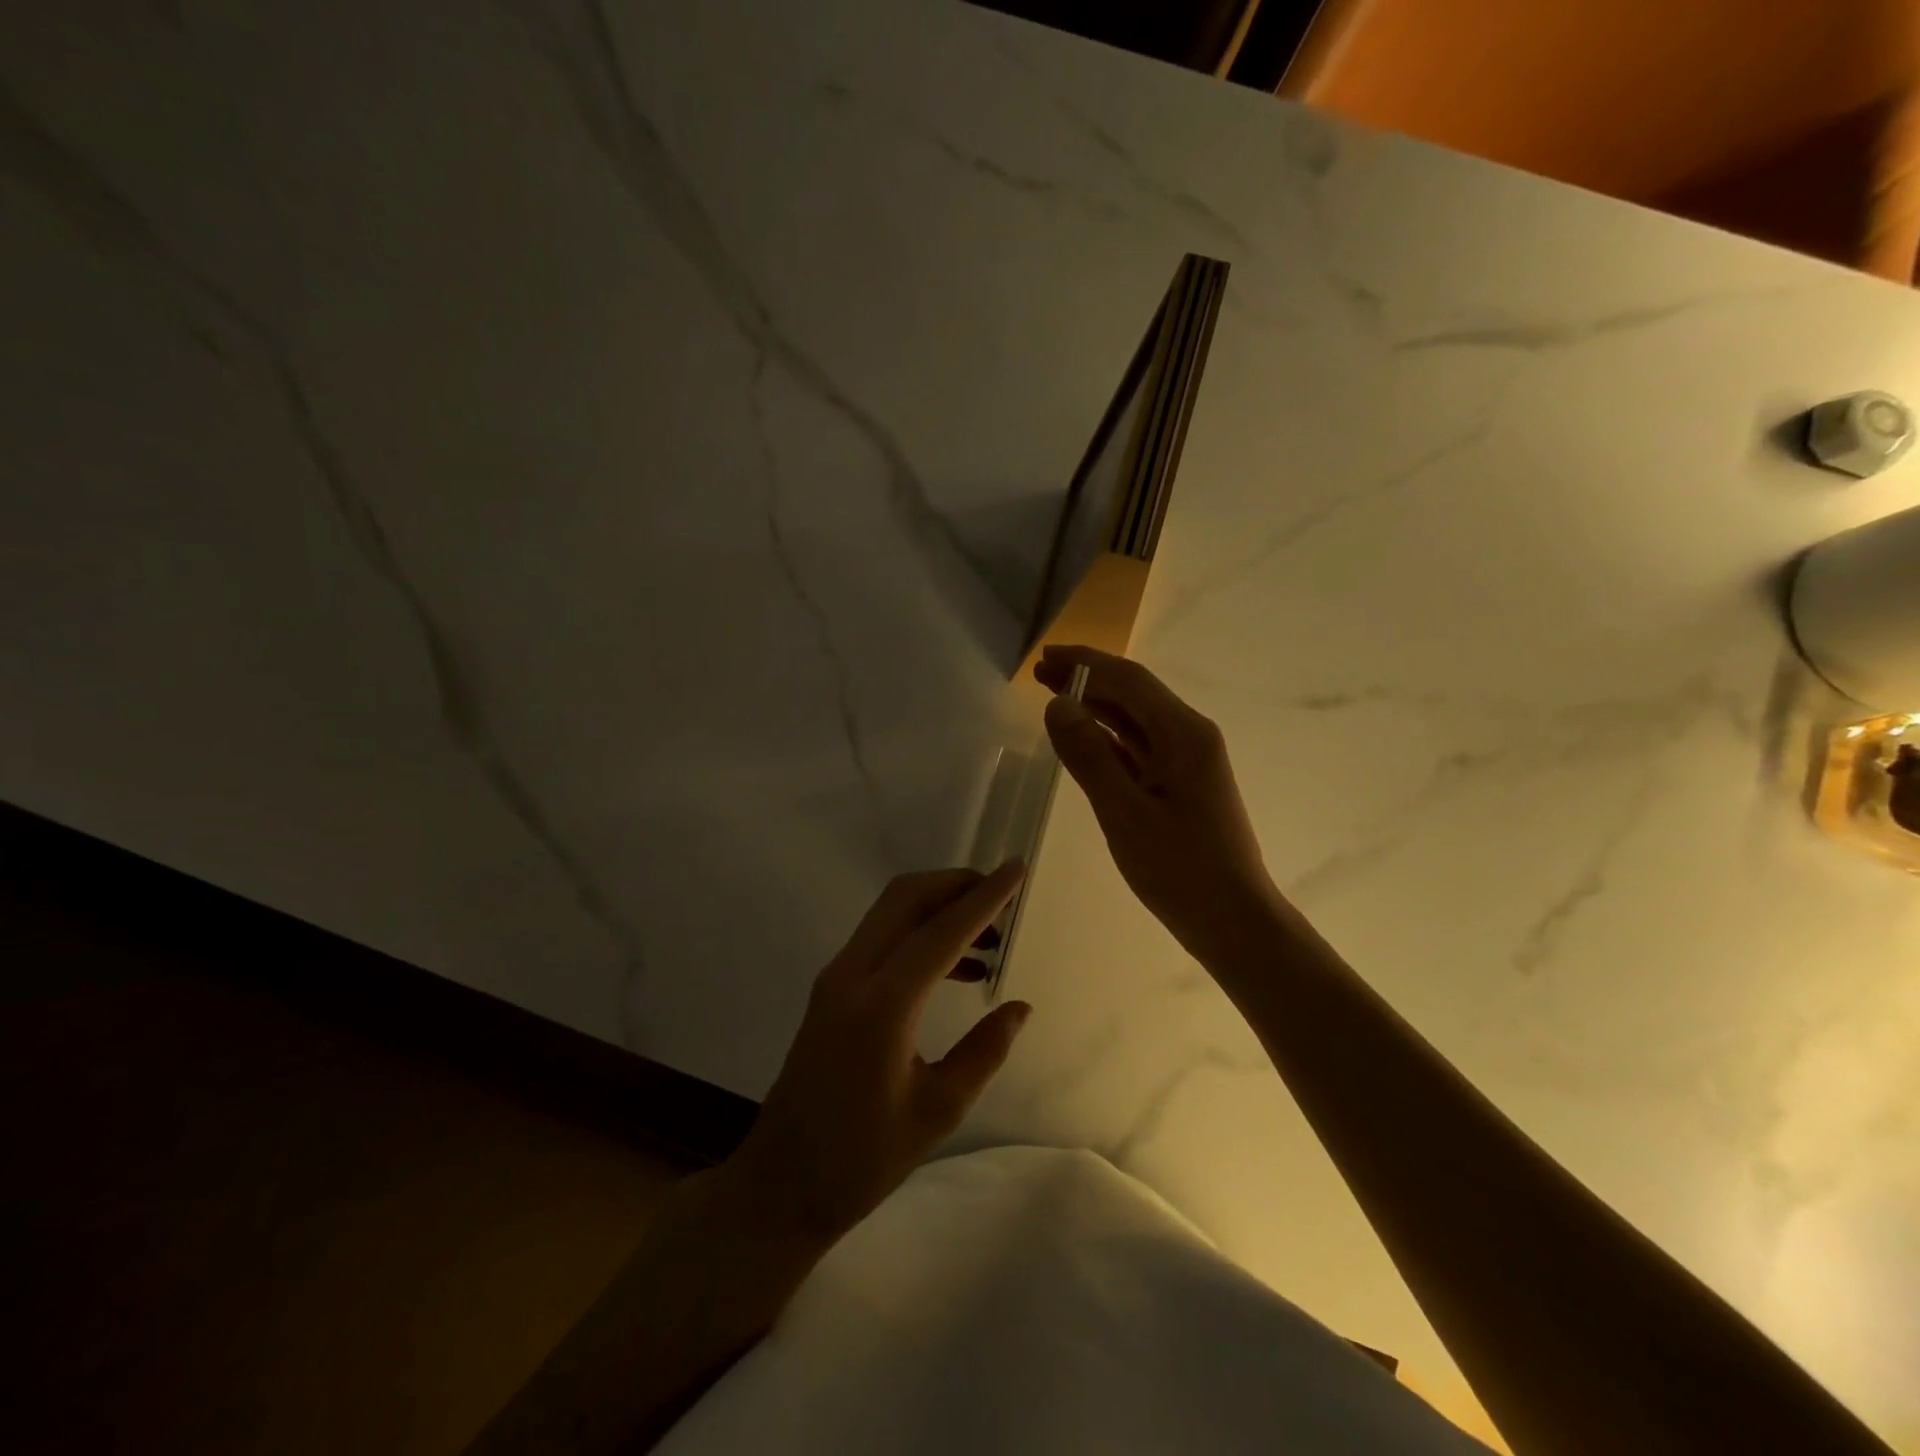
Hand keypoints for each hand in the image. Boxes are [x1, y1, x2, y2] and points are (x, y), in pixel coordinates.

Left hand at [721, 862, 1032, 1245]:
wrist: (781, 1184)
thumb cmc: (862, 1158)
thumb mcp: (937, 1110)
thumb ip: (984, 1051)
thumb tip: (1020, 1007)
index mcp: (882, 1006)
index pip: (941, 932)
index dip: (984, 898)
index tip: (1017, 868)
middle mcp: (852, 975)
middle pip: (906, 898)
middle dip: (956, 884)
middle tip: (1002, 894)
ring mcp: (836, 978)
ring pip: (890, 912)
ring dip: (939, 907)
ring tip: (990, 936)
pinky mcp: (831, 989)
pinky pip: (882, 939)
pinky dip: (920, 933)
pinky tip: (958, 967)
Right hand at [1037, 643, 1282, 961]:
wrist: (1233, 921)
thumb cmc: (1180, 869)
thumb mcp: (1124, 812)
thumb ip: (1088, 755)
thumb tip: (1057, 704)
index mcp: (1184, 734)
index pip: (1129, 681)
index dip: (1085, 663)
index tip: (1044, 657)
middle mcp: (1190, 737)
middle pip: (1133, 694)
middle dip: (1087, 680)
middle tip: (1039, 674)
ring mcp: (1188, 761)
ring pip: (1136, 720)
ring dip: (1095, 706)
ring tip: (1052, 698)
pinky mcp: (1181, 784)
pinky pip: (1139, 748)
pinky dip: (1108, 737)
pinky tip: (1082, 739)